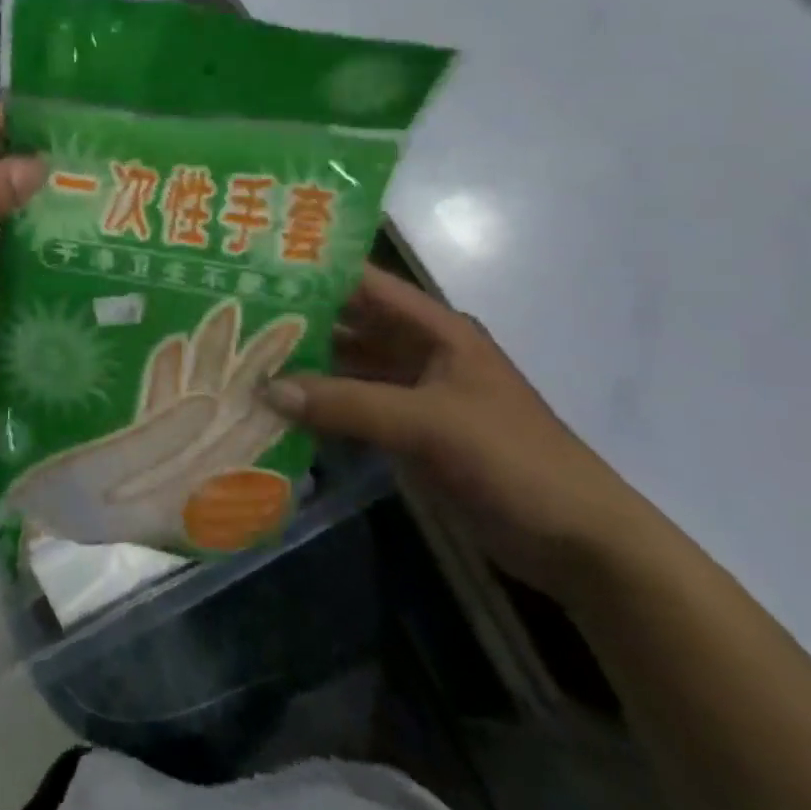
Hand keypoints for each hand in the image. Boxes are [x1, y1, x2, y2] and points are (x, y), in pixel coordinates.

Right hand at [265, 267, 658, 600]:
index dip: (313, 272)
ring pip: (346, 368)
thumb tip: (267, 389)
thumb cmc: (512, 460)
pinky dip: (319, 408)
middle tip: (232, 316)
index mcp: (435, 328)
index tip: (253, 267)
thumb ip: (348, 404)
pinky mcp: (409, 432)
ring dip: (303, 367)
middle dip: (296, 320)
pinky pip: (352, 408)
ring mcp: (413, 393)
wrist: (578, 542)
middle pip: (348, 324)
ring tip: (242, 360)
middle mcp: (419, 351)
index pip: (364, 283)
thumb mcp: (429, 424)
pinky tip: (276, 410)